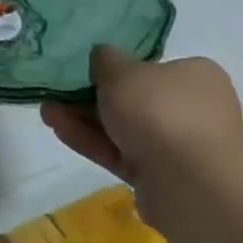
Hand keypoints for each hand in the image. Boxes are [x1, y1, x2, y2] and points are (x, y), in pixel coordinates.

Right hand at [40, 46, 242, 228]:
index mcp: (196, 77)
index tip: (88, 70)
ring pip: (123, 128)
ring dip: (84, 120)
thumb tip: (102, 58)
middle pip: (134, 99)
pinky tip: (58, 129)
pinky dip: (91, 141)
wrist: (190, 184)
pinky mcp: (161, 177)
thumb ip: (105, 59)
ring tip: (46, 112)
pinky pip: (120, 153)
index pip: (154, 67)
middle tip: (58, 92)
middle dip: (92, 97)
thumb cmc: (159, 110)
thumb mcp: (122, 70)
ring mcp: (178, 146)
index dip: (119, 67)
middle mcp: (193, 110)